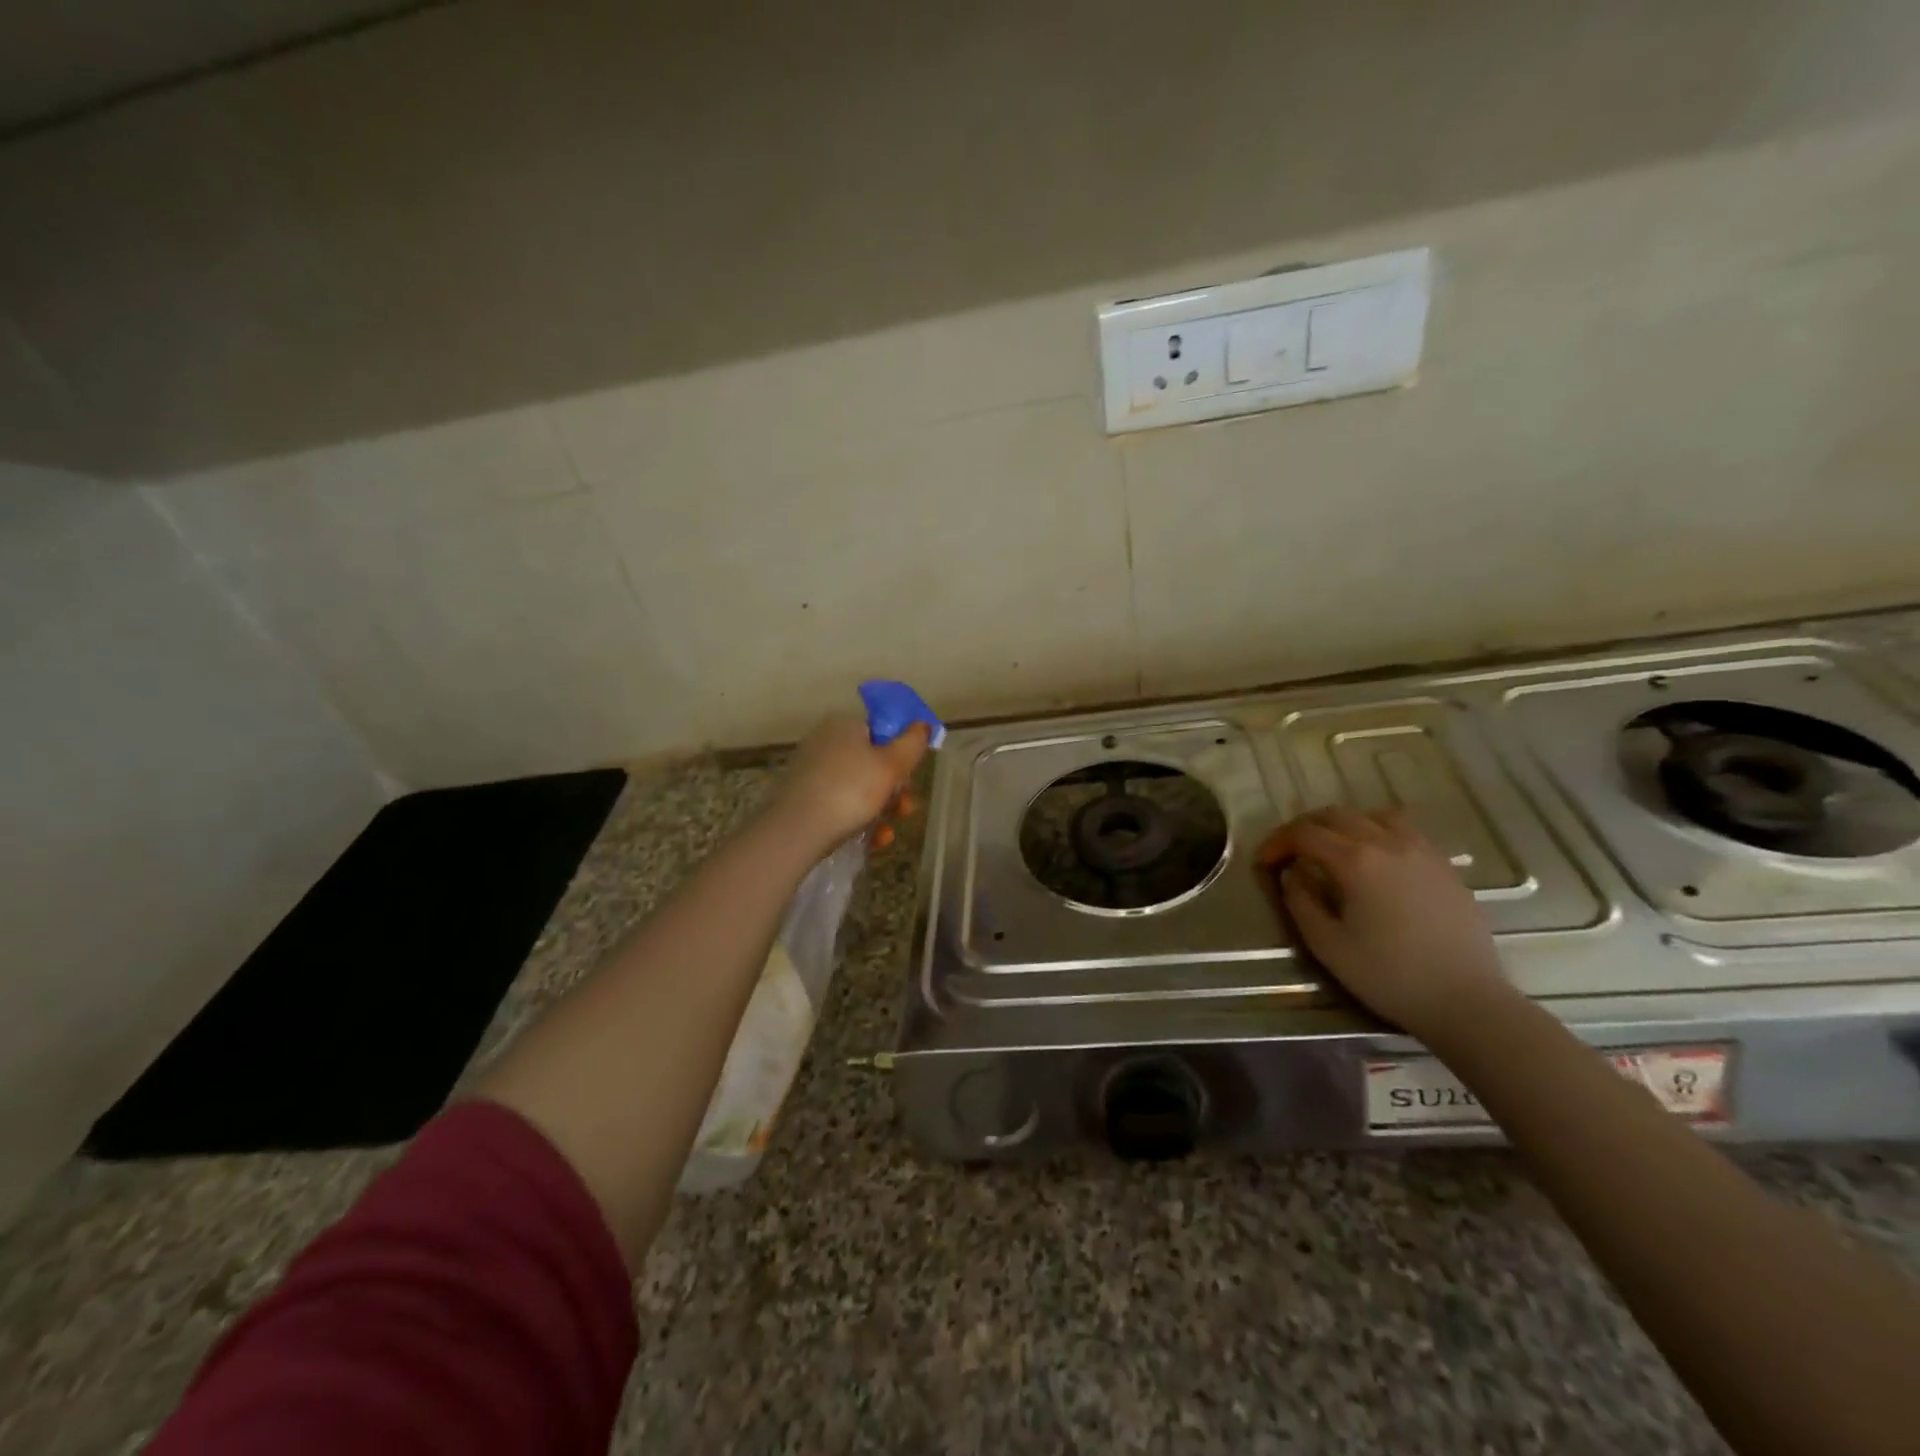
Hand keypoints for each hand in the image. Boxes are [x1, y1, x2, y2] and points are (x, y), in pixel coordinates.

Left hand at [767, 715, 929, 856]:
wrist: (796, 830)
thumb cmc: (850, 791)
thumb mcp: (891, 765)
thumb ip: (913, 743)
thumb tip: (923, 724)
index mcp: (844, 726)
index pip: (881, 732)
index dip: (901, 755)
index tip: (910, 779)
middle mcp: (825, 743)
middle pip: (871, 762)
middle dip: (894, 789)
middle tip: (905, 809)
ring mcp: (811, 771)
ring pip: (858, 787)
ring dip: (881, 810)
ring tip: (888, 832)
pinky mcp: (802, 798)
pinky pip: (839, 804)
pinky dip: (859, 820)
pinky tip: (872, 841)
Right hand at [1257, 807, 1508, 1036]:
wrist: (1467, 1001)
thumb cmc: (1389, 976)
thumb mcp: (1327, 945)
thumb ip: (1300, 902)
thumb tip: (1292, 876)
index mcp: (1355, 861)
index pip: (1304, 834)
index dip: (1277, 842)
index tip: (1263, 862)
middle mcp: (1387, 843)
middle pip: (1335, 815)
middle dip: (1304, 828)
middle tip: (1289, 852)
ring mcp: (1421, 850)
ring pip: (1372, 815)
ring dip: (1342, 824)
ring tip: (1331, 848)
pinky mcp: (1443, 865)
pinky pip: (1403, 829)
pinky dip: (1376, 830)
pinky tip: (1373, 858)